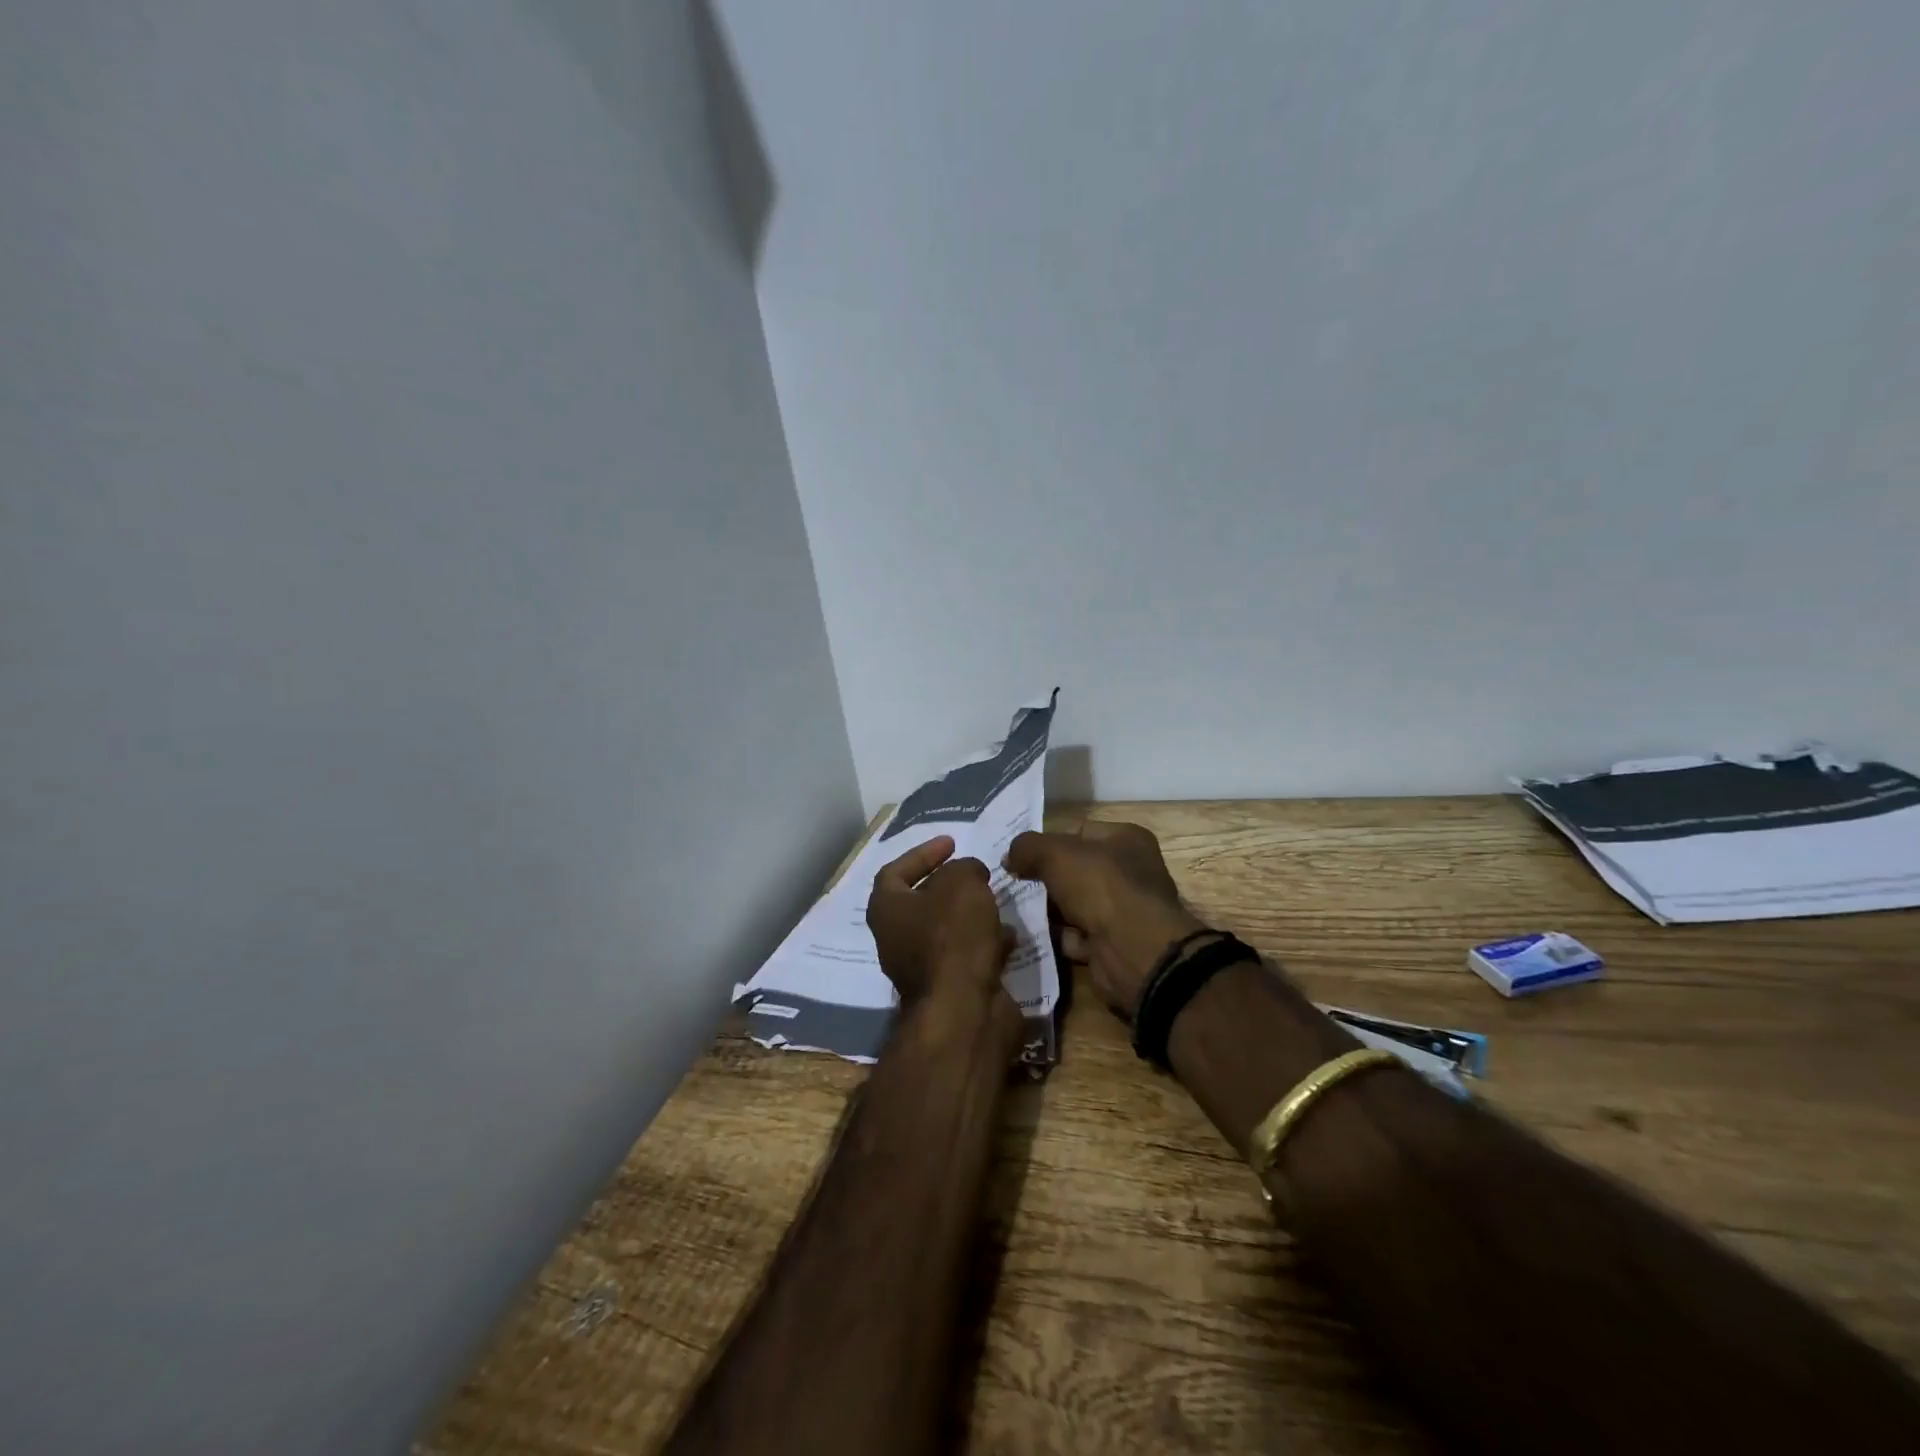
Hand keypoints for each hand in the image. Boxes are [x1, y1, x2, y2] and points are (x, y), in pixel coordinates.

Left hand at [866, 835, 1013, 1006]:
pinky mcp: (949, 989)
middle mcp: (896, 938)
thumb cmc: (953, 937)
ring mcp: (921, 968)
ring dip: (972, 915)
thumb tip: (969, 874)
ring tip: (998, 901)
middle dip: (951, 886)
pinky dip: (986, 944)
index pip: (895, 871)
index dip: (922, 853)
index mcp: (887, 910)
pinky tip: (1009, 936)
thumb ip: (964, 868)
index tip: (952, 843)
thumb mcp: (962, 883)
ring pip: (947, 931)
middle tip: (978, 874)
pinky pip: (966, 957)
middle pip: (922, 902)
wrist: (963, 1011)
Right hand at [1003, 821, 1207, 1020]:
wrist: (1133, 951)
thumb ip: (1027, 847)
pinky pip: (1076, 936)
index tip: (1020, 856)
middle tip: (1012, 883)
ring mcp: (1123, 911)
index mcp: (1127, 840)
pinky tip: (1033, 936)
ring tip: (1015, 909)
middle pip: (1077, 870)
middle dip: (1045, 878)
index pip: (1080, 832)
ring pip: (1075, 904)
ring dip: (1049, 910)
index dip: (1049, 842)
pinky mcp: (1113, 944)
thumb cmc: (1101, 887)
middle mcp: (1130, 872)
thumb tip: (1009, 857)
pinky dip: (1057, 937)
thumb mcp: (1056, 854)